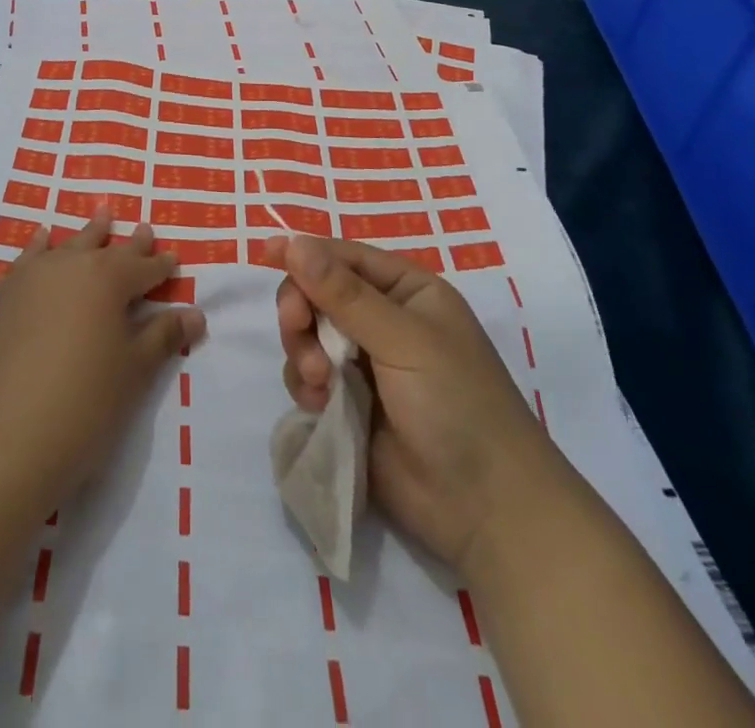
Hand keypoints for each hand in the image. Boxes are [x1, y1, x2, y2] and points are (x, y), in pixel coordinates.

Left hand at [0, 209, 206, 517]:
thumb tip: (194, 313)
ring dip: (84, 236)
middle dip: (126, 242)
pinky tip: (41, 243)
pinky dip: (38, 249)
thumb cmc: (82, 405)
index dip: (160, 266)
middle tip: (142, 228)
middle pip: (102, 248)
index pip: (141, 267)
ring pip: (63, 247)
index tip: (173, 258)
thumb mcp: (133, 373)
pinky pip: (25, 263)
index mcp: (105, 280)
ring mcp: (25, 281)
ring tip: (99, 216)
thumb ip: (162, 337)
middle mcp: (65, 267)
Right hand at [273, 233, 560, 572]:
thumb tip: (294, 242)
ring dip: (303, 353)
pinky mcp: (348, 404)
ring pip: (307, 336)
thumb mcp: (404, 340)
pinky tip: (324, 406)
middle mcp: (383, 321)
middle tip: (296, 328)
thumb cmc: (458, 406)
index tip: (267, 253)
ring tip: (322, 383)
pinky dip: (307, 386)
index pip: (345, 258)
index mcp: (407, 292)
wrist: (486, 512)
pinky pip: (307, 377)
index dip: (306, 254)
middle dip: (302, 311)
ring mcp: (364, 365)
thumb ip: (344, 294)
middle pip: (317, 294)